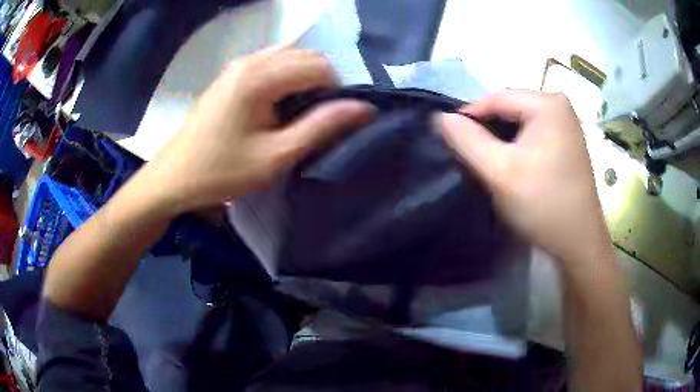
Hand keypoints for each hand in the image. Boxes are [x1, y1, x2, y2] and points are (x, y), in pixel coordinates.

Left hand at [141, 47, 373, 214]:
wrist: (176, 176)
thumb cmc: (223, 170)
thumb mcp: (276, 155)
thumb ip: (321, 126)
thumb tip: (363, 107)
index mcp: (261, 77)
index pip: (320, 66)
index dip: (334, 91)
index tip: (324, 122)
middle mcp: (251, 60)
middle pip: (306, 55)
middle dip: (321, 82)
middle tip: (311, 119)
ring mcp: (239, 64)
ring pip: (290, 56)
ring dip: (303, 78)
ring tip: (294, 113)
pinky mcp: (231, 73)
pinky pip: (272, 62)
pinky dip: (285, 76)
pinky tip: (275, 103)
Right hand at [438, 90, 609, 264]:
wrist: (578, 241)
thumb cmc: (542, 204)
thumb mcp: (499, 172)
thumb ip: (467, 140)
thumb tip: (441, 117)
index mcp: (547, 104)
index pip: (496, 98)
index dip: (468, 116)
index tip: (448, 138)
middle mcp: (559, 104)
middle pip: (510, 107)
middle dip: (486, 128)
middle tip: (468, 153)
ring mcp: (566, 122)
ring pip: (520, 121)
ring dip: (501, 137)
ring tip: (487, 159)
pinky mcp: (567, 140)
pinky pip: (533, 132)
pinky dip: (517, 144)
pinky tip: (511, 162)